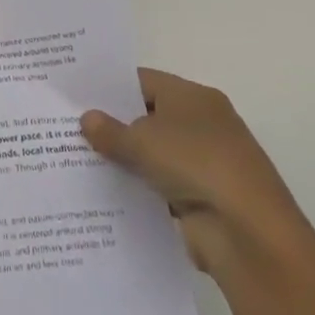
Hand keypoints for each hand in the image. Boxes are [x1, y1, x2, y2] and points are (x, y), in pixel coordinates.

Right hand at [82, 69, 309, 275]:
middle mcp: (201, 124)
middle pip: (146, 117)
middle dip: (112, 123)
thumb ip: (110, 130)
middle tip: (66, 125)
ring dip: (122, 160)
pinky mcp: (199, 199)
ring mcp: (202, 163)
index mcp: (193, 97)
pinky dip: (136, 189)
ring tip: (73, 158)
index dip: (109, 86)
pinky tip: (101, 192)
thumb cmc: (196, 164)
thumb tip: (86, 118)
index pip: (143, 81)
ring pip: (151, 154)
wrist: (249, 233)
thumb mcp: (142, 141)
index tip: (75, 94)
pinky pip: (158, 186)